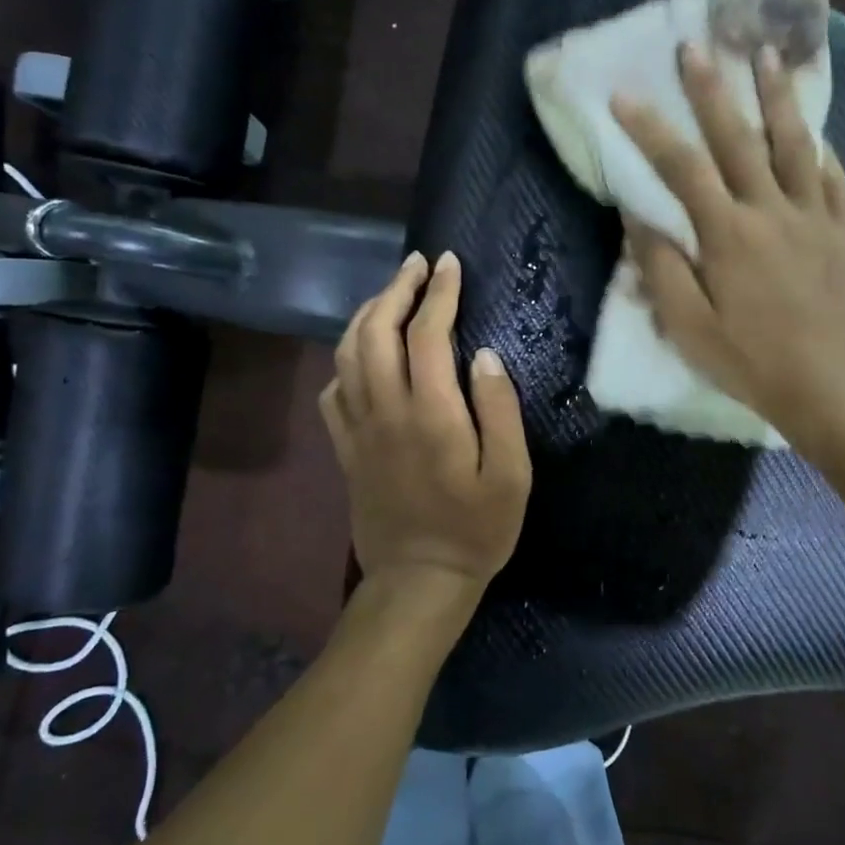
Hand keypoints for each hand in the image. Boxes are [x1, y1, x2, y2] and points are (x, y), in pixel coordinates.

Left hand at [319, 251, 531, 603]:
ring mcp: (358, 430)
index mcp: (430, 413)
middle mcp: (386, 411)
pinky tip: (361, 355)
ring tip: (390, 295)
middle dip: (396, 289)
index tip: (450, 264)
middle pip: (376, 331)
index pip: (427, 333)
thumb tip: (485, 355)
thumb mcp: (512, 475)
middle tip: (418, 265)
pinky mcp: (345, 449)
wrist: (418, 581)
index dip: (439, 292)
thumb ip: (499, 410)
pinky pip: (332, 392)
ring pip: (346, 354)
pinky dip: (344, 361)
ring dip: (366, 315)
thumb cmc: (476, 529)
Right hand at [612, 43, 844, 459]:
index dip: (650, 129)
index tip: (624, 95)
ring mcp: (815, 218)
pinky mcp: (844, 234)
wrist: (827, 387)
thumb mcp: (688, 326)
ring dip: (778, 98)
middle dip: (713, 91)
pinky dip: (822, 153)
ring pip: (796, 145)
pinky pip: (834, 181)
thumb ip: (660, 268)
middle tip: (696, 47)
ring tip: (768, 56)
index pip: (682, 168)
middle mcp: (772, 211)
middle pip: (739, 139)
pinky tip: (817, 136)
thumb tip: (637, 218)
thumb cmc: (748, 360)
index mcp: (728, 233)